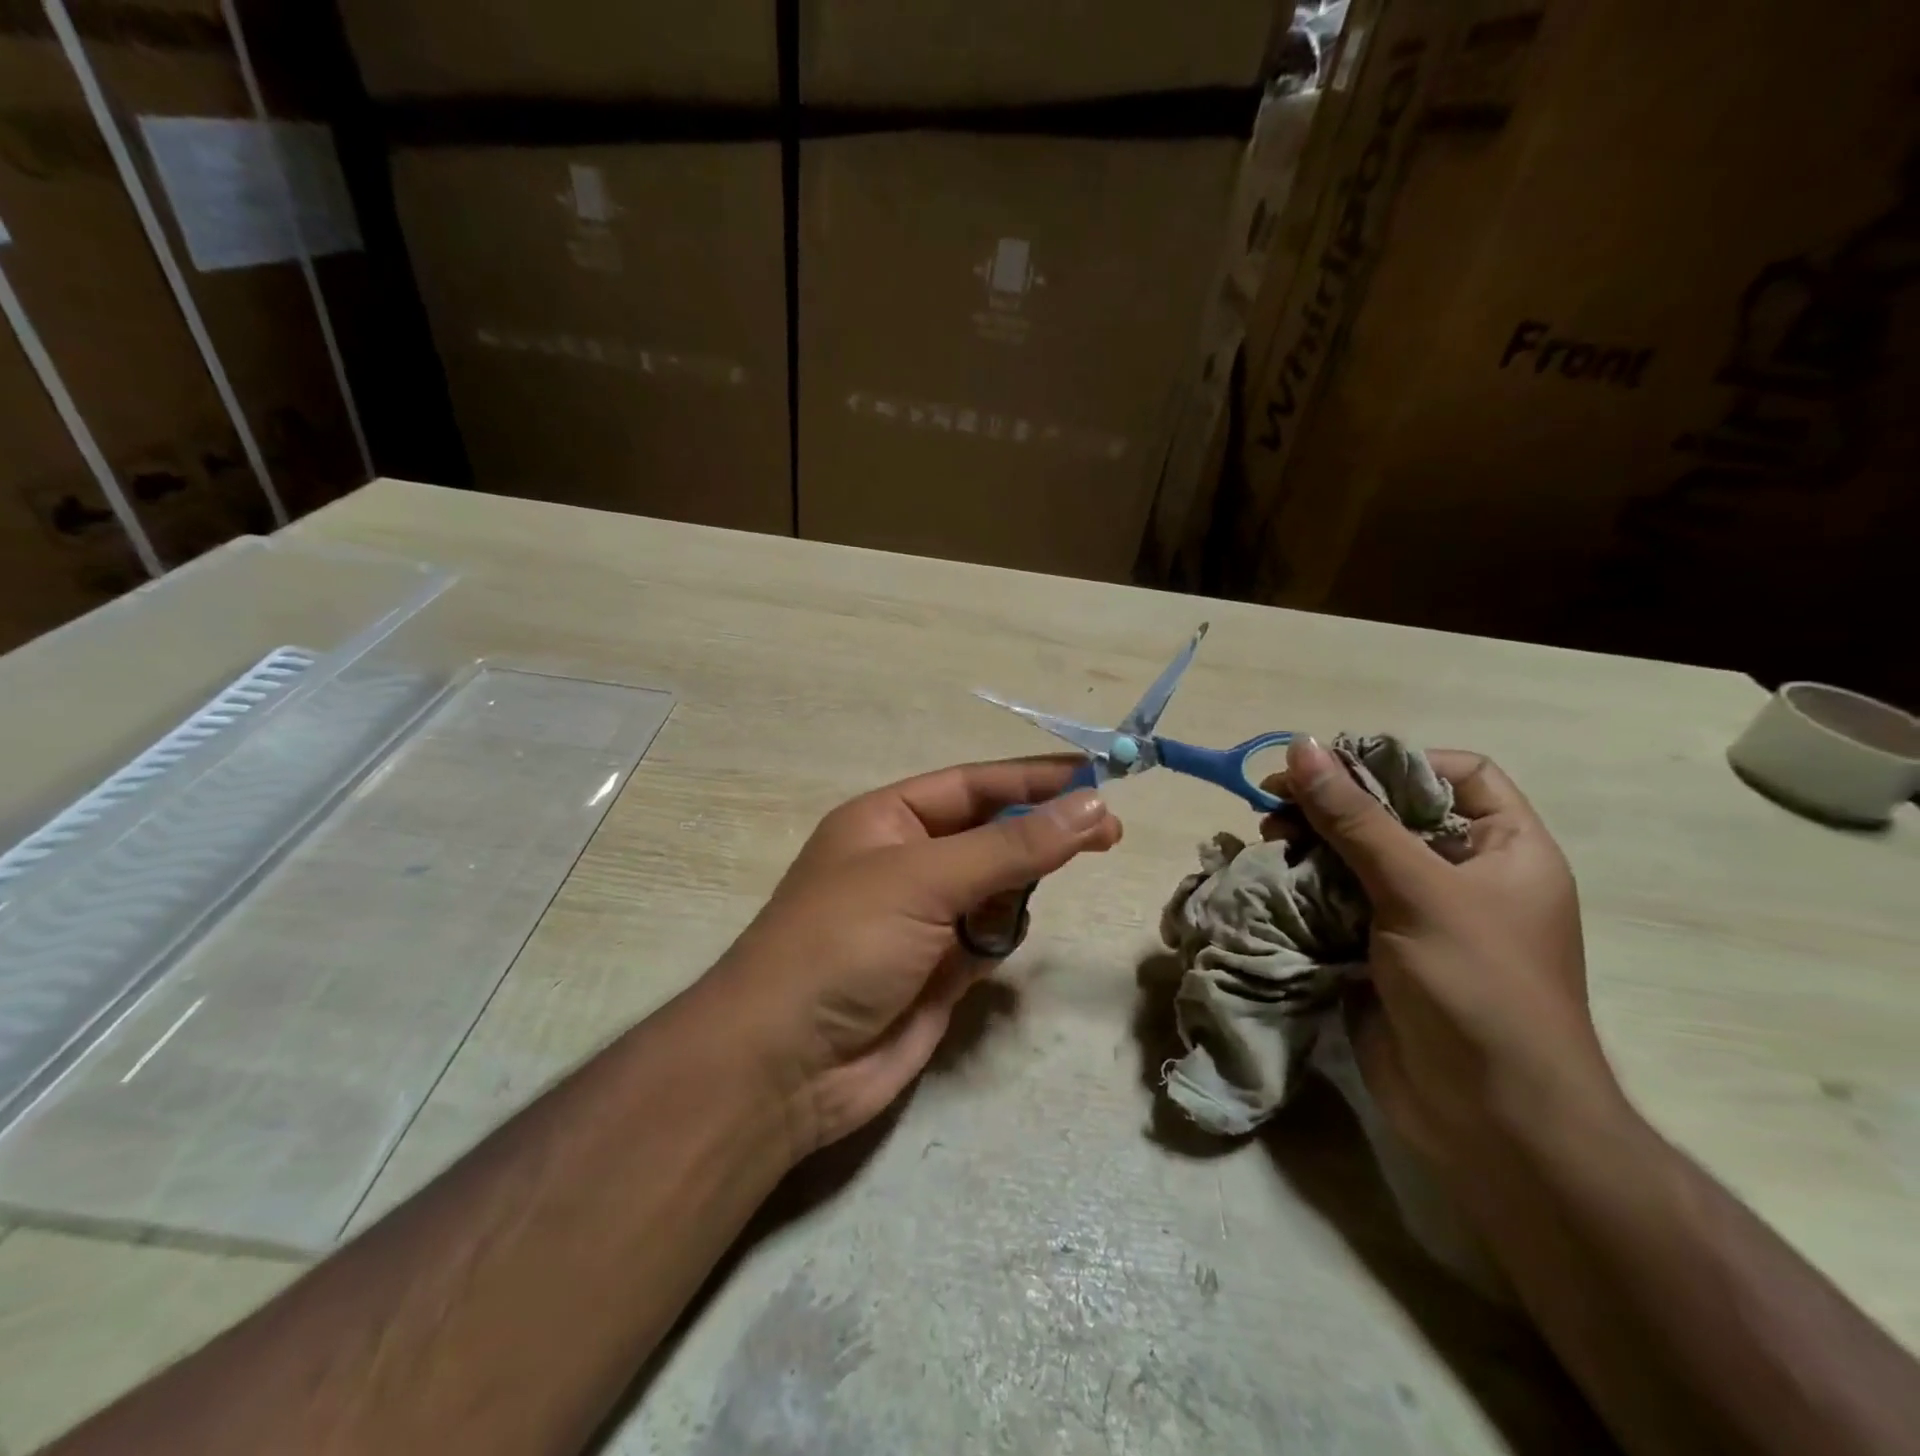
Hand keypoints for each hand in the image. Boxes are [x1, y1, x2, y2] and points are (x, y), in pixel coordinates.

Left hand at [708, 759, 1121, 1161]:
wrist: (784, 1066)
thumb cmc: (844, 944)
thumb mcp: (924, 879)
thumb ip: (1011, 845)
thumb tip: (1092, 803)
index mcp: (887, 820)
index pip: (973, 785)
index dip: (1035, 778)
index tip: (1100, 776)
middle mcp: (906, 862)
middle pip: (990, 833)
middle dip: (1039, 832)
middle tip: (1108, 834)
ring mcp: (923, 918)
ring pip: (996, 886)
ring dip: (1018, 889)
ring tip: (1027, 900)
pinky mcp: (938, 970)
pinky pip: (989, 936)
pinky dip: (1001, 936)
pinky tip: (992, 949)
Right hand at [1266, 737, 1621, 1182]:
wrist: (1491, 1120)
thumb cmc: (1476, 988)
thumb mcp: (1417, 890)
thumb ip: (1354, 818)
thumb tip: (1302, 746)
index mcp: (1505, 850)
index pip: (1458, 773)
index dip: (1397, 762)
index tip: (1332, 771)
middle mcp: (1463, 876)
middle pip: (1393, 812)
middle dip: (1334, 804)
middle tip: (1274, 804)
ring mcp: (1418, 916)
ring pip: (1355, 856)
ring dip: (1309, 844)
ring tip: (1265, 840)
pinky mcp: (1378, 950)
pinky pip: (1336, 899)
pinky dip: (1302, 886)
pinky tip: (1268, 879)